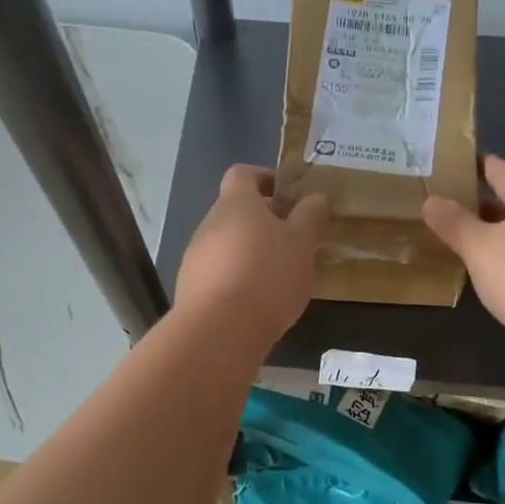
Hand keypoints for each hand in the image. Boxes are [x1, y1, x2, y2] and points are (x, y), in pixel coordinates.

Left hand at [175, 165, 327, 348]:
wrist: (220, 329)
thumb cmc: (268, 276)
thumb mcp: (301, 244)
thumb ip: (309, 217)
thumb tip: (314, 198)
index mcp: (236, 203)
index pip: (243, 174)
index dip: (264, 178)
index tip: (287, 195)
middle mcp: (209, 224)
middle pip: (235, 212)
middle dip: (262, 222)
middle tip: (291, 241)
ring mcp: (195, 257)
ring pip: (226, 244)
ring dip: (249, 253)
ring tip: (277, 277)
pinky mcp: (190, 288)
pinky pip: (217, 273)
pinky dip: (236, 279)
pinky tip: (256, 301)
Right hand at [423, 155, 504, 378]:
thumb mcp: (480, 248)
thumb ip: (454, 224)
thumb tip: (431, 200)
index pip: (502, 170)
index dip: (478, 164)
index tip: (454, 162)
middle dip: (483, 202)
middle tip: (448, 205)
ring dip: (496, 234)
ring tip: (463, 240)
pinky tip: (492, 276)